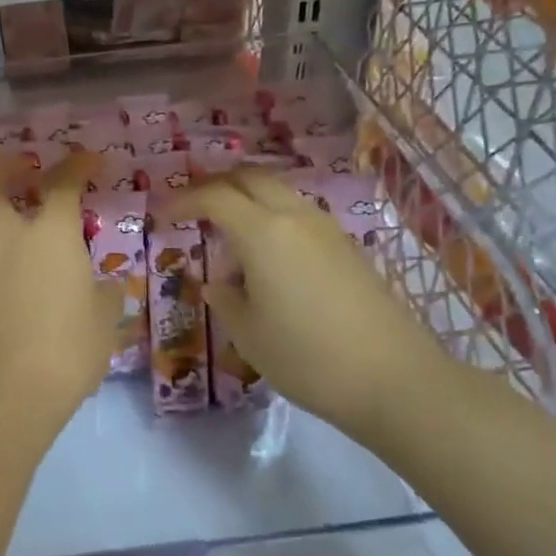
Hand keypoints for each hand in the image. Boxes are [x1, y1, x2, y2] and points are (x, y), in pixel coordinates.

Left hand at [0, 150, 123, 420]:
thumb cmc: (71, 348)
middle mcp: (10, 242)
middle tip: (12, 163)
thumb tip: (106, 288)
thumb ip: (106, 296)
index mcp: (51, 237)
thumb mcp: (105, 321)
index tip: (89, 160)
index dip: (77, 166)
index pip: (62, 186)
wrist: (14, 391)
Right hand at [162, 168, 450, 435]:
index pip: (215, 197)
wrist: (393, 377)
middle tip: (193, 209)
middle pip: (250, 178)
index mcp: (263, 233)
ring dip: (248, 201)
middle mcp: (295, 217)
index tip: (163, 215)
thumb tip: (217, 282)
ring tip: (229, 237)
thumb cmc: (306, 357)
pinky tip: (267, 258)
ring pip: (279, 193)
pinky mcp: (347, 247)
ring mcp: (327, 229)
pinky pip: (299, 215)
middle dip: (216, 186)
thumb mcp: (248, 335)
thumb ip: (225, 299)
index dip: (184, 200)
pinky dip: (273, 219)